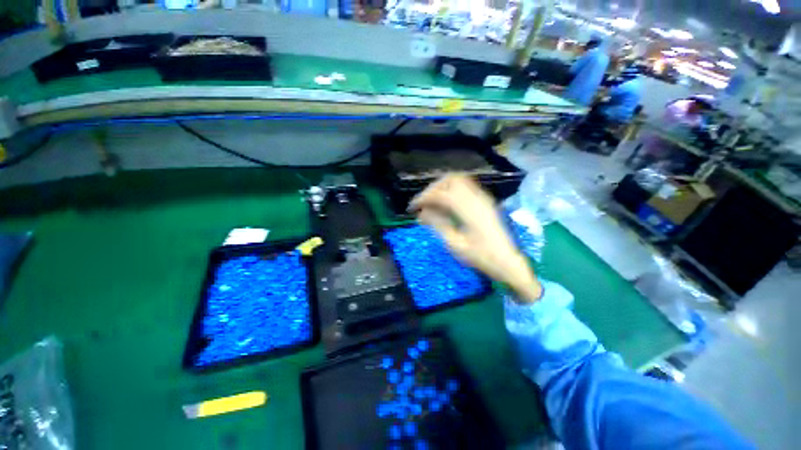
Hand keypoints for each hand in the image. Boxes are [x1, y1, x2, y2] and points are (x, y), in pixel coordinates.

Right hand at [409, 174, 541, 302]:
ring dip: (442, 187)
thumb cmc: (481, 257)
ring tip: (432, 203)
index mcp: (469, 209)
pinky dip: (451, 191)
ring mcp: (483, 197)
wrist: (508, 262)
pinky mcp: (485, 201)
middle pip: (450, 180)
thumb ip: (438, 224)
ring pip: (458, 180)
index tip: (412, 208)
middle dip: (432, 189)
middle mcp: (477, 197)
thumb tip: (422, 213)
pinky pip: (465, 187)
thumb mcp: (455, 244)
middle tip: (422, 204)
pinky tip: (446, 205)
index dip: (423, 198)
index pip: (441, 194)